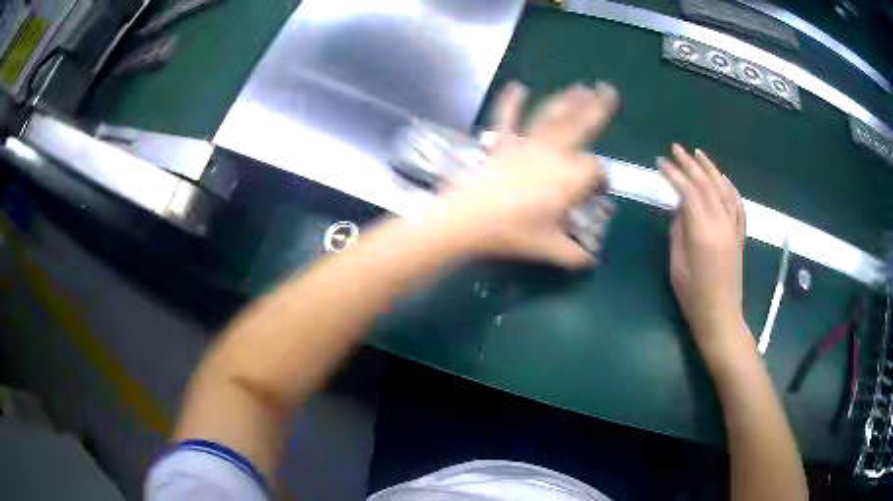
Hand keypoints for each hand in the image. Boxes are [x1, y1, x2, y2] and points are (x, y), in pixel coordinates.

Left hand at [438, 81, 618, 267]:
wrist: (468, 220)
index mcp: (569, 178)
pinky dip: (510, 102)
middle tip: (609, 90)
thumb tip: (591, 260)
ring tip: (581, 86)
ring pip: (552, 116)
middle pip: (581, 125)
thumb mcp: (549, 249)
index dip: (600, 179)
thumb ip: (575, 255)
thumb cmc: (512, 233)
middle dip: (598, 109)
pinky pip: (506, 118)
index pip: (595, 170)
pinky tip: (516, 86)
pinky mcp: (502, 143)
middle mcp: (553, 153)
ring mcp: (526, 144)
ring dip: (567, 100)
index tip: (598, 192)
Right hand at [659, 145, 746, 346]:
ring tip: (698, 154)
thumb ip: (679, 231)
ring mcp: (733, 228)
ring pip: (723, 190)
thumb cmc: (693, 295)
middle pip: (706, 185)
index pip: (688, 192)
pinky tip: (723, 179)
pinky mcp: (740, 235)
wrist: (720, 315)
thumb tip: (681, 208)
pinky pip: (737, 205)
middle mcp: (721, 224)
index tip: (661, 162)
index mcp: (702, 232)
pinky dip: (730, 188)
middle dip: (690, 164)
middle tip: (676, 149)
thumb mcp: (677, 263)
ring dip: (710, 169)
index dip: (674, 174)